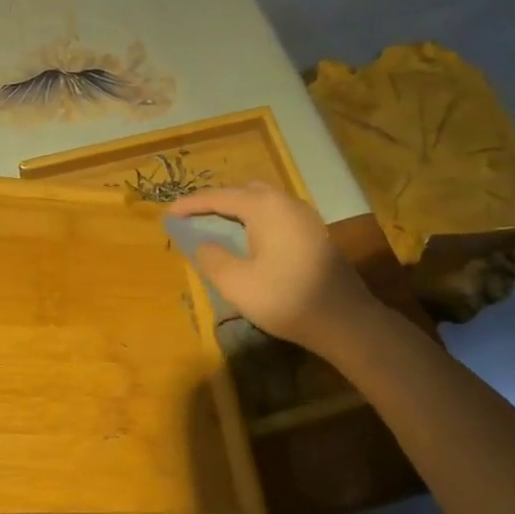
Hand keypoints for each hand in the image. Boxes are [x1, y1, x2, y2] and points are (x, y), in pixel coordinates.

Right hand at [166, 183, 377, 350]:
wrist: (345, 321)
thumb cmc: (286, 298)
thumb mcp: (237, 283)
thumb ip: (212, 258)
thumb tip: (203, 244)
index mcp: (264, 207)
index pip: (219, 197)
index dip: (191, 204)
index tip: (169, 213)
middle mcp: (285, 202)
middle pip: (243, 192)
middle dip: (216, 202)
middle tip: (194, 218)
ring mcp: (305, 217)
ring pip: (263, 202)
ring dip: (238, 211)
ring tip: (219, 226)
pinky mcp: (315, 233)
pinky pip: (277, 215)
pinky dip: (256, 220)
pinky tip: (251, 240)